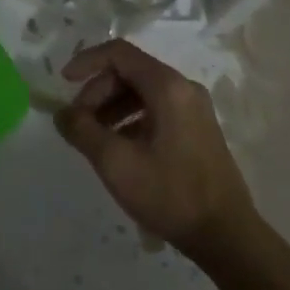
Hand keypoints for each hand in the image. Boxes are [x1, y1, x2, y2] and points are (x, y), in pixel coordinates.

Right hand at [55, 41, 258, 258]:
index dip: (87, 62)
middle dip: (98, 91)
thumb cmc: (170, 194)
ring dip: (112, 106)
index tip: (64, 83)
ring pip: (143, 91)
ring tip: (94, 137)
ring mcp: (194, 108)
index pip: (119, 53)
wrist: (226, 236)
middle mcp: (184, 87)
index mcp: (168, 86)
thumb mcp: (116, 163)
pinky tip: (119, 147)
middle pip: (130, 71)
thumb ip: (83, 131)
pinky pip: (157, 108)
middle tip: (78, 122)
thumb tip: (62, 113)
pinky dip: (132, 119)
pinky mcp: (198, 128)